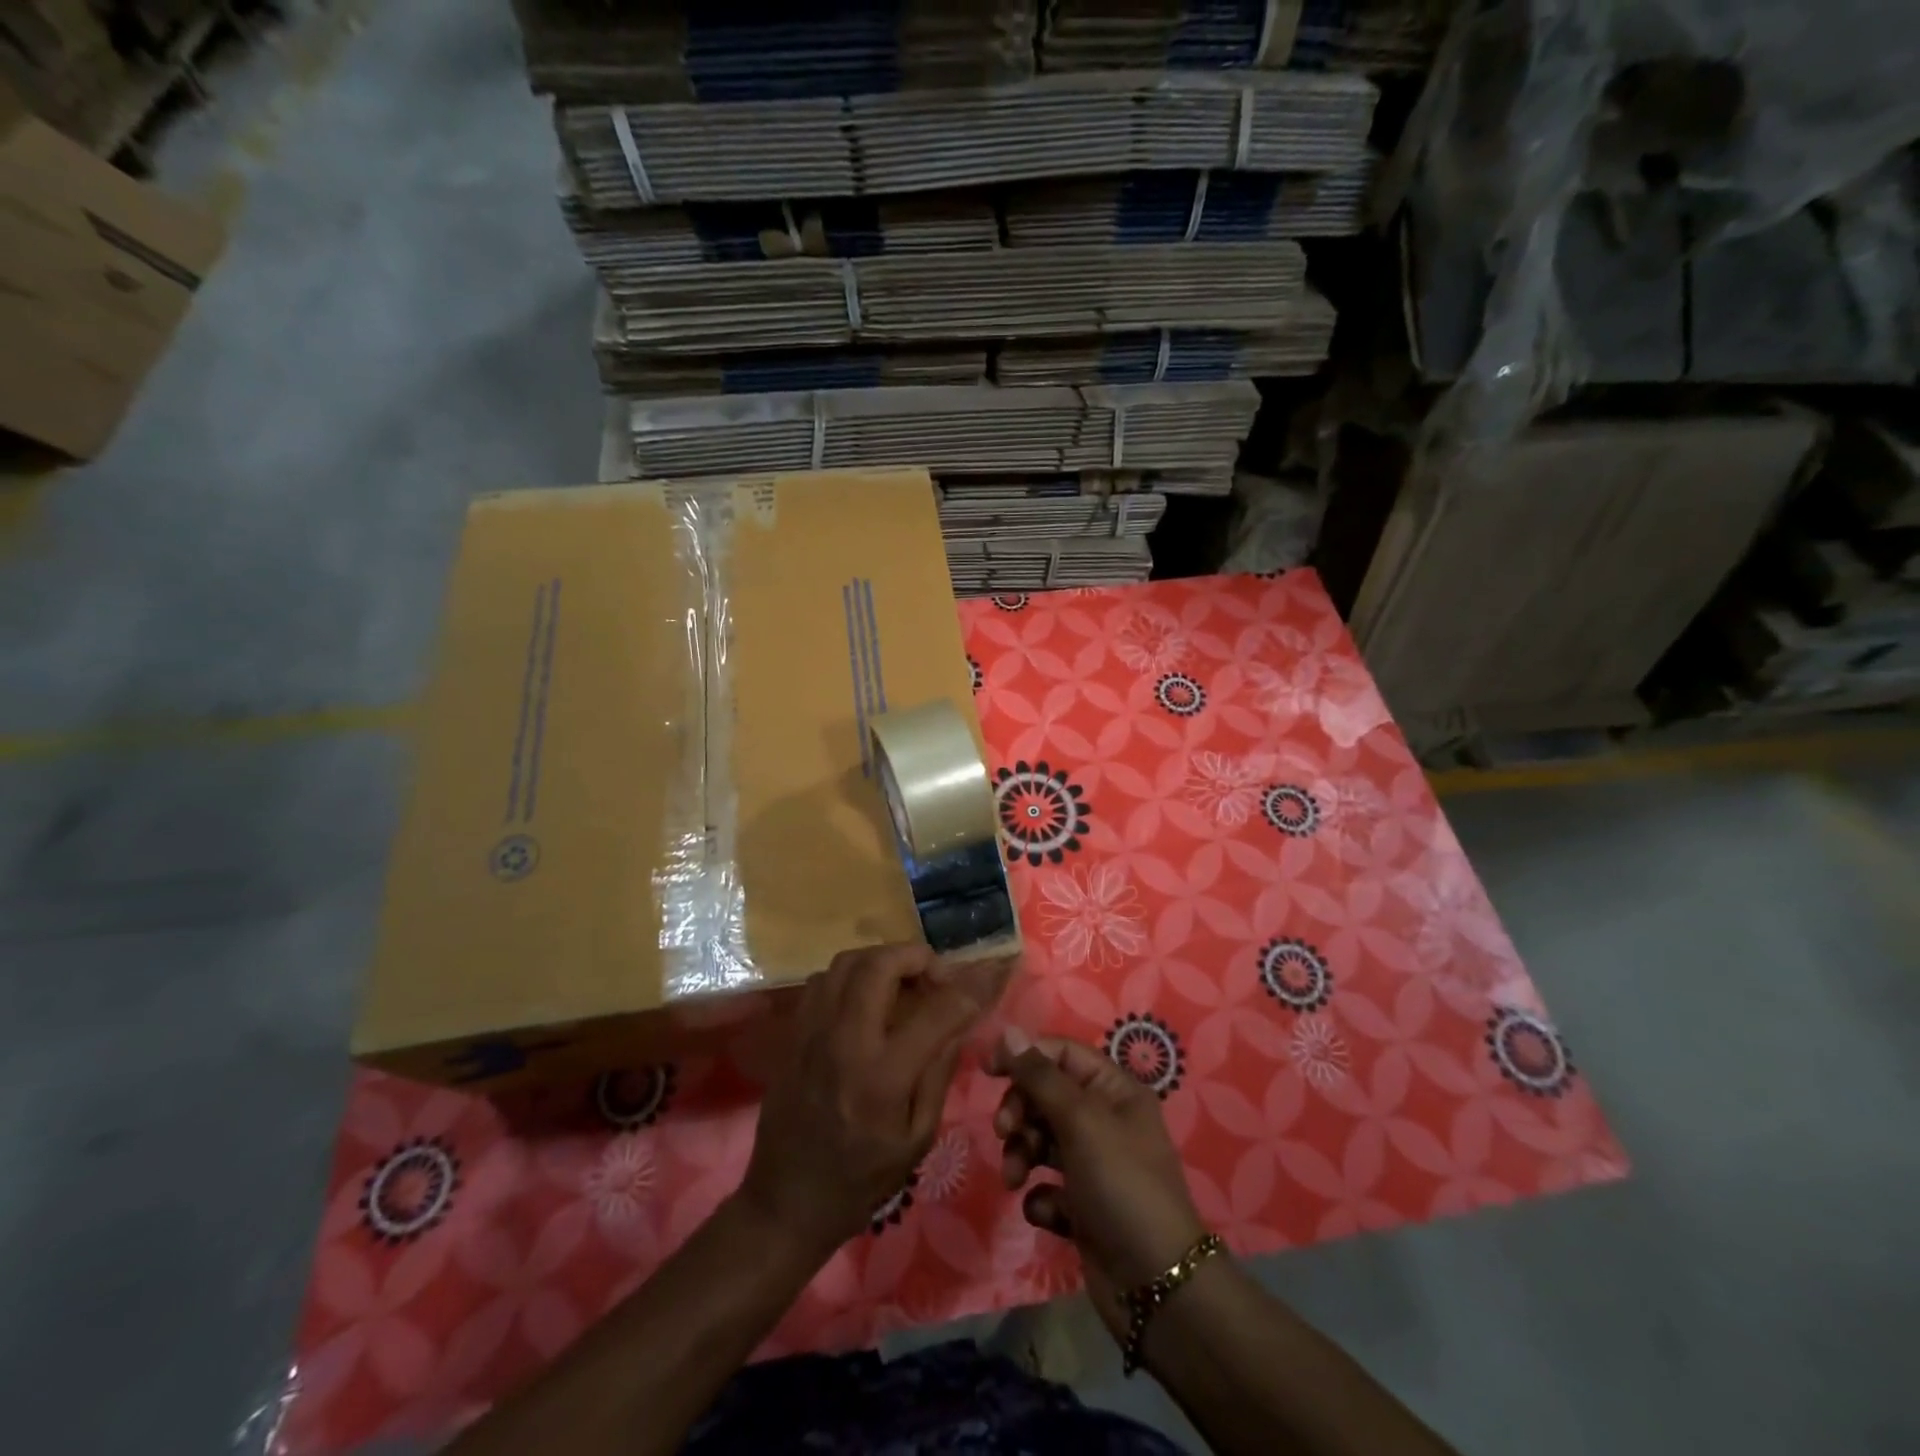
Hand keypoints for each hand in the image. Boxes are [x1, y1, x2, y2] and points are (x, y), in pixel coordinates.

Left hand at [740, 943, 986, 1258]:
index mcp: (882, 1077)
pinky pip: (824, 979)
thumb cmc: (861, 1179)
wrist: (786, 1200)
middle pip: (880, 965)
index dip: (969, 988)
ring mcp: (812, 1032)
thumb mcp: (917, 1138)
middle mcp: (844, 1041)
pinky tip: (867, 998)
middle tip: (935, 977)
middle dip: (917, 957)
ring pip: (847, 961)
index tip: (988, 976)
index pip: (935, 1011)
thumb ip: (939, 1072)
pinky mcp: (793, 1032)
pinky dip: (853, 975)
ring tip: (903, 982)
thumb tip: (959, 1020)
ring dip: (883, 960)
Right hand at [988, 1027, 1206, 1330]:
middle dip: (1020, 1110)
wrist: (1156, 1285)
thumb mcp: (1080, 1120)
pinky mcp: (1083, 1206)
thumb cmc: (1121, 1184)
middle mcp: (1105, 1121)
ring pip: (1041, 1140)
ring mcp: (1094, 1165)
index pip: (1061, 1053)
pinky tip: (1049, 1212)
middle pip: (1046, 1095)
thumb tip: (1007, 1030)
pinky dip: (1041, 1195)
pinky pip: (1047, 1185)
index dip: (1024, 1055)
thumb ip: (1039, 1075)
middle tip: (1004, 1130)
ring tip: (1014, 1177)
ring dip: (1021, 1153)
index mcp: (1114, 1090)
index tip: (987, 1069)